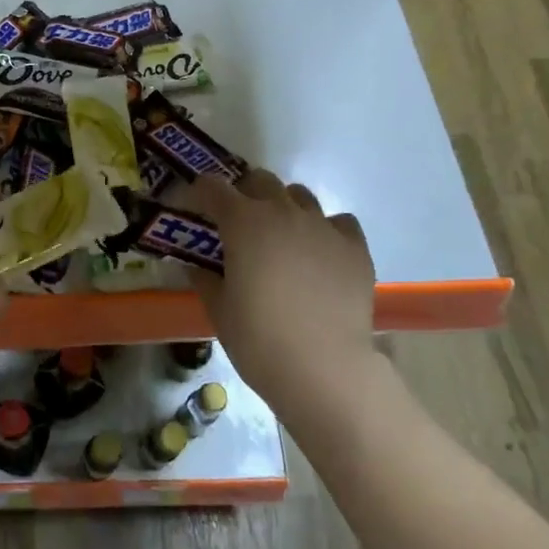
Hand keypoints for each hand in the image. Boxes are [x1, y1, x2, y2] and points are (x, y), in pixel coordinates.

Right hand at [179, 169, 377, 408]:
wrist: (325, 368)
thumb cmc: (259, 340)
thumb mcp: (219, 310)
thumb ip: (205, 278)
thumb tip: (194, 264)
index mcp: (243, 222)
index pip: (212, 187)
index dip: (199, 193)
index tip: (194, 208)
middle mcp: (283, 211)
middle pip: (260, 180)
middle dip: (245, 193)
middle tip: (238, 223)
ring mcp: (322, 225)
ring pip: (300, 195)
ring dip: (284, 207)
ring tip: (282, 237)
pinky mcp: (354, 246)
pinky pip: (338, 221)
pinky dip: (325, 229)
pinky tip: (321, 253)